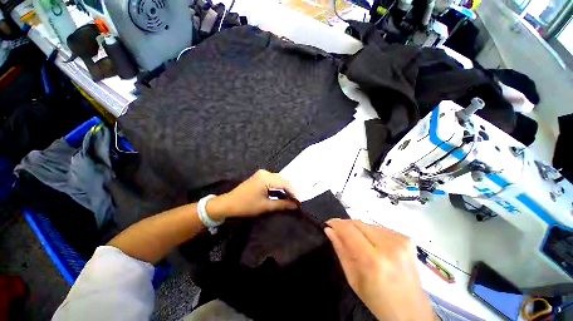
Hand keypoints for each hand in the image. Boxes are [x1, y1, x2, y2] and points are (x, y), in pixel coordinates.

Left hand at [207, 170, 298, 220]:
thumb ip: (282, 204)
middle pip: (282, 180)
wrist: (228, 204)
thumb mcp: (265, 206)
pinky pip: (273, 180)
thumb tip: (296, 205)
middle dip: (291, 189)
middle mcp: (265, 173)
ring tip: (292, 197)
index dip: (294, 192)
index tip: (300, 201)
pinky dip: (279, 187)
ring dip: (285, 188)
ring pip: (279, 180)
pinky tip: (283, 194)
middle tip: (297, 200)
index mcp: (266, 178)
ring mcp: (262, 174)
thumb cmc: (246, 206)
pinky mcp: (260, 177)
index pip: (284, 183)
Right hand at [324, 219, 434, 320]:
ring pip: (368, 224)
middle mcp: (389, 247)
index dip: (336, 223)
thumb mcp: (353, 278)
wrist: (410, 310)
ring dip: (358, 230)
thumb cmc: (377, 300)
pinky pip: (379, 228)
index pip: (349, 230)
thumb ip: (341, 250)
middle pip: (359, 223)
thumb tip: (329, 230)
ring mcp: (400, 241)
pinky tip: (372, 245)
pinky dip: (371, 233)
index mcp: (374, 261)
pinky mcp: (406, 239)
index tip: (328, 223)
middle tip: (339, 232)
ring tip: (357, 242)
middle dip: (346, 226)